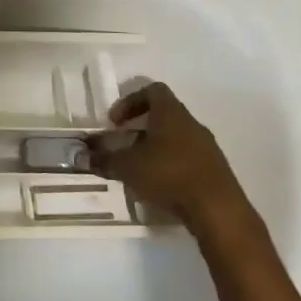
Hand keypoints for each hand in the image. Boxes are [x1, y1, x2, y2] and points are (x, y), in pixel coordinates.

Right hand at [87, 82, 243, 227]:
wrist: (218, 210)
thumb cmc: (169, 175)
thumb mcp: (128, 167)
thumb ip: (103, 159)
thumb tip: (82, 156)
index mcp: (171, 113)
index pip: (152, 90)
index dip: (130, 101)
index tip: (115, 121)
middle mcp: (191, 124)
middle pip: (164, 114)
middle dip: (140, 127)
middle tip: (123, 143)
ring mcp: (207, 147)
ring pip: (176, 137)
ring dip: (155, 146)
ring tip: (138, 168)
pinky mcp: (215, 169)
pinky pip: (187, 157)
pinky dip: (170, 164)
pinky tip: (159, 185)